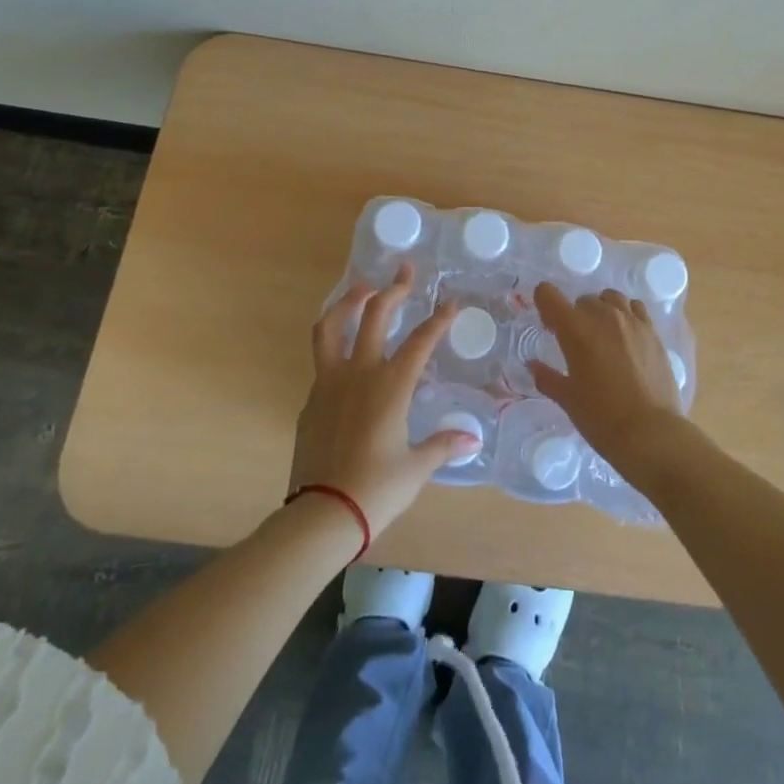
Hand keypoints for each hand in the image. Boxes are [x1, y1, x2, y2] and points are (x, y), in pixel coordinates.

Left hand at [289, 264, 479, 536]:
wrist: (322, 513)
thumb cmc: (376, 489)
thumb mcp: (415, 468)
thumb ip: (442, 446)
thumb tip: (471, 439)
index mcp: (391, 386)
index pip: (421, 341)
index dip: (439, 320)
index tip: (451, 303)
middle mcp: (359, 373)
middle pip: (376, 316)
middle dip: (393, 289)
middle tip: (404, 270)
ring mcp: (329, 383)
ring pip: (332, 327)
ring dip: (348, 302)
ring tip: (362, 289)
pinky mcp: (311, 400)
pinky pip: (322, 360)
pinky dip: (335, 344)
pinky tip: (346, 355)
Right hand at [531, 283, 685, 478]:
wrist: (650, 433)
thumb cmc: (601, 418)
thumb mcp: (567, 399)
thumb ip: (547, 377)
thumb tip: (533, 365)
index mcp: (575, 329)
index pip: (548, 294)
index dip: (544, 305)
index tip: (549, 327)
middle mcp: (603, 316)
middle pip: (582, 299)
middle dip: (575, 316)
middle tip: (577, 344)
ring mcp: (631, 321)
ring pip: (610, 298)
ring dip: (602, 311)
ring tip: (604, 336)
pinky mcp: (652, 331)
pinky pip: (635, 307)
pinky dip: (627, 314)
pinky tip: (627, 336)